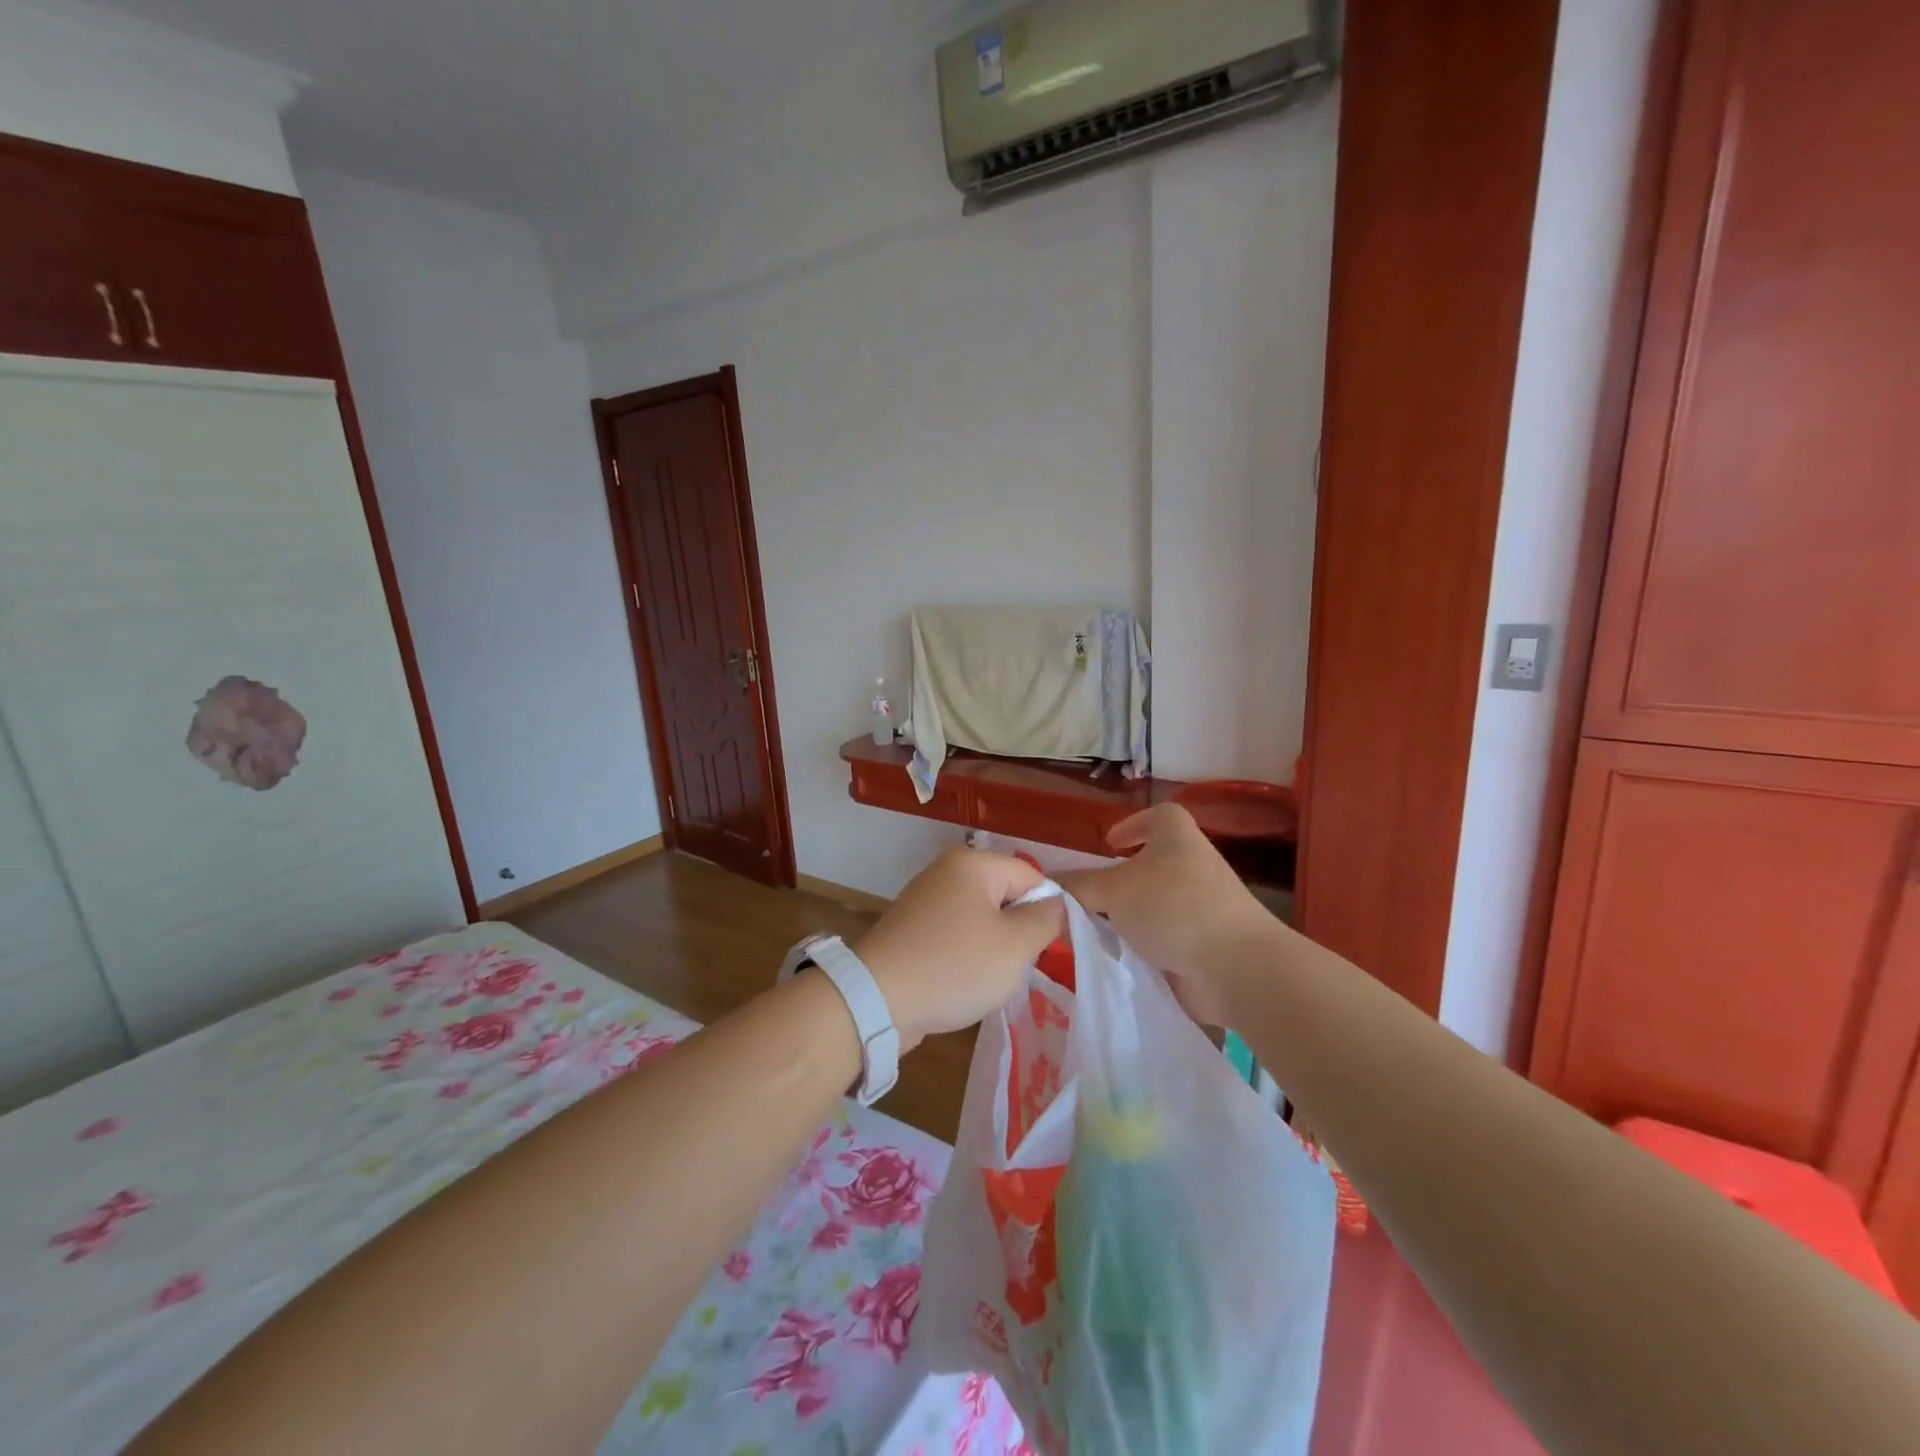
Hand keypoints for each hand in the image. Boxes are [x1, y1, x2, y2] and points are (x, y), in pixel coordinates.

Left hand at [852, 849, 1064, 1050]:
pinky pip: (955, 934)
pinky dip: (965, 955)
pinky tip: (963, 981)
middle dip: (1018, 930)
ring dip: (993, 946)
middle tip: (1020, 964)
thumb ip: (1045, 920)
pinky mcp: (911, 928)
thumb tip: (1055, 905)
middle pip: (1005, 895)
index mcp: (973, 864)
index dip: (1047, 910)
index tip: (1049, 947)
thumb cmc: (955, 966)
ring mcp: (925, 899)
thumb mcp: (1016, 946)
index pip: (1031, 876)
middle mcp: (946, 871)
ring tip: (990, 977)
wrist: (877, 1000)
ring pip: (981, 918)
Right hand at [1057, 805, 1270, 1026]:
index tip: (1109, 844)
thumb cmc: (1173, 907)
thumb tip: (1046, 884)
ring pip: (1155, 905)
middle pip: (1153, 864)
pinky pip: (1164, 939)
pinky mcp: (1204, 944)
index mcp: (1178, 838)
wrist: (1235, 967)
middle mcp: (1193, 866)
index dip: (1135, 824)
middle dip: (1121, 880)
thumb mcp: (1113, 890)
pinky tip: (1116, 958)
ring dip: (1128, 917)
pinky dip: (1142, 947)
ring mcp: (1202, 907)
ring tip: (1093, 931)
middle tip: (1088, 896)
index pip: (1160, 815)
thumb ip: (1078, 886)